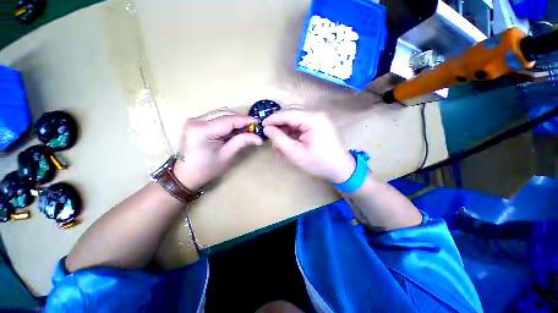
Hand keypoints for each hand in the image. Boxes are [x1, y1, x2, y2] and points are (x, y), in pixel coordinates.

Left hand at [173, 108, 262, 189]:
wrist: (186, 175)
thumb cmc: (206, 169)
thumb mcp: (227, 155)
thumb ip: (242, 141)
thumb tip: (259, 138)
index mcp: (202, 130)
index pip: (229, 120)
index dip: (245, 120)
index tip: (258, 123)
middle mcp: (196, 120)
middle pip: (225, 113)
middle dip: (241, 119)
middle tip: (253, 128)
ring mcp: (194, 120)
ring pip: (221, 113)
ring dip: (234, 119)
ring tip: (245, 129)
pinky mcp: (196, 122)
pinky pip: (216, 117)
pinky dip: (227, 121)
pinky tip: (234, 129)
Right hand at [263, 109, 354, 182]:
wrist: (340, 169)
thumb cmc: (318, 163)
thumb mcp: (295, 153)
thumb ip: (279, 139)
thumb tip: (267, 129)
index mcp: (313, 119)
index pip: (288, 114)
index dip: (273, 119)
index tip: (261, 125)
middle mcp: (316, 115)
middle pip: (291, 116)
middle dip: (279, 127)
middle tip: (268, 136)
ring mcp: (318, 120)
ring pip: (295, 122)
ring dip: (285, 132)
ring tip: (277, 144)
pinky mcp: (318, 125)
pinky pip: (301, 126)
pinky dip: (292, 134)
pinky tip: (286, 143)